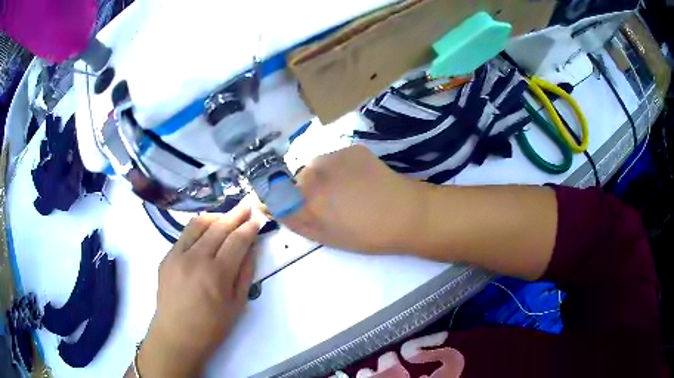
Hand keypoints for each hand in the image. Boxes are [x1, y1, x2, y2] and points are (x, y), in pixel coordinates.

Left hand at [137, 206, 258, 376]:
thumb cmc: (211, 326)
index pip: (237, 241)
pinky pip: (184, 235)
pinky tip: (205, 232)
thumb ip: (245, 273)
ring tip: (226, 216)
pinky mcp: (166, 257)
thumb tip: (251, 249)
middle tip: (246, 206)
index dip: (249, 228)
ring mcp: (177, 255)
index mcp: (217, 274)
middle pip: (218, 227)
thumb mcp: (237, 305)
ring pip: (198, 224)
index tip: (258, 219)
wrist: (176, 335)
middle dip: (235, 215)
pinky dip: (198, 229)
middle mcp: (196, 259)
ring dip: (215, 217)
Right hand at [283, 145, 427, 253]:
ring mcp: (333, 157)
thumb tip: (270, 207)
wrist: (407, 214)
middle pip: (298, 179)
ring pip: (317, 167)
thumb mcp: (326, 237)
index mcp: (305, 201)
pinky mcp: (351, 149)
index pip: (277, 194)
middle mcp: (313, 174)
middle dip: (307, 190)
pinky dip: (341, 168)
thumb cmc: (367, 235)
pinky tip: (360, 179)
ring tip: (348, 190)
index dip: (284, 201)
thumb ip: (295, 221)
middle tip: (332, 203)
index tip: (298, 208)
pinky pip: (335, 159)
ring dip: (324, 177)